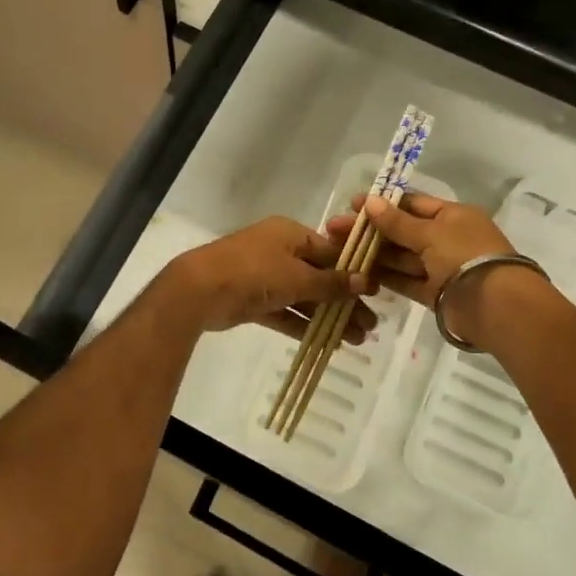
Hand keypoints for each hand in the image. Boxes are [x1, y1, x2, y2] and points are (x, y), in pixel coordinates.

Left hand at [163, 216, 377, 342]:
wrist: (200, 290)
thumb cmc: (254, 272)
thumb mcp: (297, 276)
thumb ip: (331, 282)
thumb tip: (366, 281)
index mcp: (290, 234)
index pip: (330, 251)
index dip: (353, 272)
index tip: (376, 294)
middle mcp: (279, 251)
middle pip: (319, 276)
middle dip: (345, 301)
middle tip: (370, 326)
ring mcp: (264, 277)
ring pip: (304, 297)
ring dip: (328, 316)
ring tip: (357, 340)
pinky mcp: (253, 301)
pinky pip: (285, 311)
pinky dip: (304, 324)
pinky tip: (329, 342)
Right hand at [325, 193, 558, 347]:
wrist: (495, 306)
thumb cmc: (464, 256)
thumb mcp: (430, 233)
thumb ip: (397, 222)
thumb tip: (370, 202)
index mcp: (453, 216)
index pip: (413, 204)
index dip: (382, 204)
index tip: (352, 205)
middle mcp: (447, 239)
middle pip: (403, 231)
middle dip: (370, 230)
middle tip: (334, 230)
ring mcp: (441, 267)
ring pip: (401, 257)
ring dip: (373, 253)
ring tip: (339, 251)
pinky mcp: (435, 293)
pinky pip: (405, 280)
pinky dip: (385, 277)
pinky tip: (358, 273)